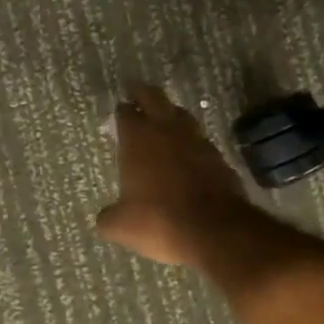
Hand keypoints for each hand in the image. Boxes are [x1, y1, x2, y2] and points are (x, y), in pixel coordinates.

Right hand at [96, 84, 252, 266]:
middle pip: (154, 97)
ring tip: (164, 122)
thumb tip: (105, 218)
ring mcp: (196, 140)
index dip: (120, 112)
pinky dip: (191, 143)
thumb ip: (108, 217)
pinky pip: (200, 140)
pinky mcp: (218, 156)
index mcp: (138, 139)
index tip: (118, 115)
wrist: (214, 229)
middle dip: (143, 93)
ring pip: (181, 114)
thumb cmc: (159, 220)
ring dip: (170, 115)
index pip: (125, 112)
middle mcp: (167, 130)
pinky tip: (188, 155)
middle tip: (136, 93)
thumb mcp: (121, 225)